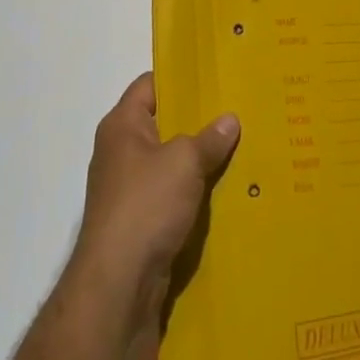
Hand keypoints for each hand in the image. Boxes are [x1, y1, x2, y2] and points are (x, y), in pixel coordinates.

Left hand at [74, 74, 239, 323]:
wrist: (118, 287)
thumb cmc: (145, 206)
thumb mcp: (184, 162)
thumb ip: (209, 137)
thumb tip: (230, 120)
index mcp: (122, 126)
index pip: (150, 84)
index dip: (180, 77)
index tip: (215, 73)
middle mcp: (121, 152)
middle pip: (163, 123)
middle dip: (198, 119)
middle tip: (237, 108)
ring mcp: (129, 189)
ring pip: (171, 162)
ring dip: (200, 159)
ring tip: (241, 145)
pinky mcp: (140, 222)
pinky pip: (173, 195)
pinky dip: (195, 191)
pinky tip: (227, 188)